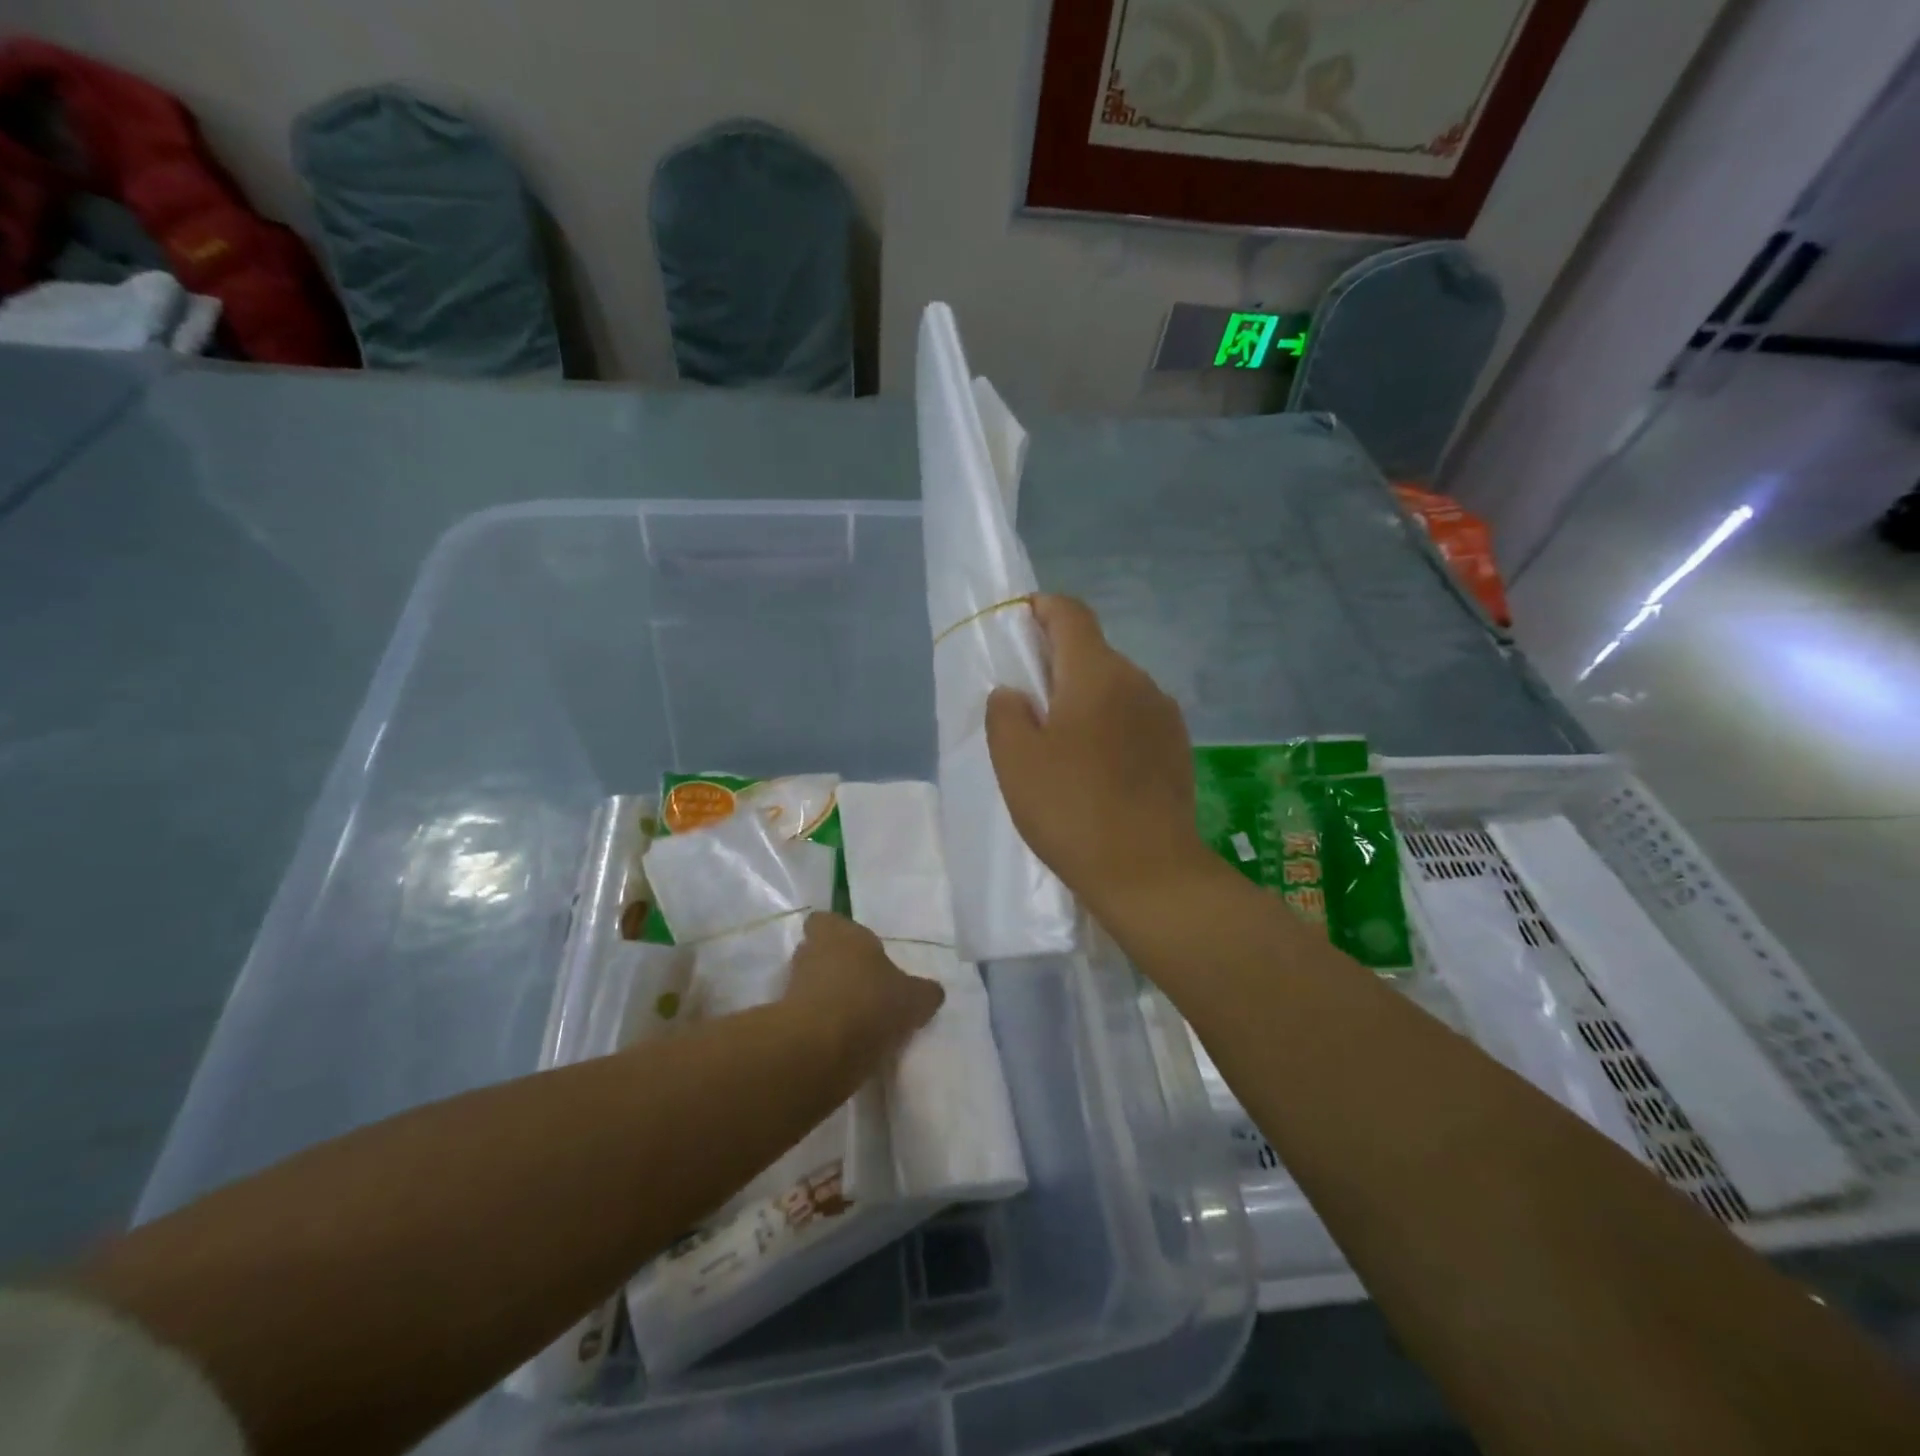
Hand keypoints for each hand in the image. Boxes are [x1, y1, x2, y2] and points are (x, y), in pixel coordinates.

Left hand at [784, 912, 944, 1067]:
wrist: (819, 1049)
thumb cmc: (870, 1003)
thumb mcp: (914, 998)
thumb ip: (923, 992)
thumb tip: (931, 992)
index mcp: (840, 932)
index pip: (826, 921)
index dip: (838, 935)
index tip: (859, 953)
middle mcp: (810, 952)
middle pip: (818, 953)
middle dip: (836, 968)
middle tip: (863, 988)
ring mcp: (791, 987)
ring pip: (810, 985)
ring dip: (827, 999)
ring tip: (857, 1021)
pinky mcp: (782, 1023)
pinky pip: (805, 1017)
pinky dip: (820, 1027)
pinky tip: (843, 1044)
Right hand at [987, 595, 1215, 912]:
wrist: (1149, 870)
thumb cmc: (1072, 808)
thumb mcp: (1015, 760)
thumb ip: (1005, 712)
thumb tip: (1016, 693)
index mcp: (1096, 673)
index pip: (1071, 614)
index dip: (1043, 608)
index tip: (1021, 623)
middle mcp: (1138, 681)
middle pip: (1093, 652)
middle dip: (1059, 664)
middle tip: (1030, 704)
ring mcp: (1165, 715)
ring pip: (1116, 688)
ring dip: (1087, 699)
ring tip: (1064, 745)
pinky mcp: (1177, 748)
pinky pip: (1135, 718)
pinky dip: (1111, 726)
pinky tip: (1098, 769)